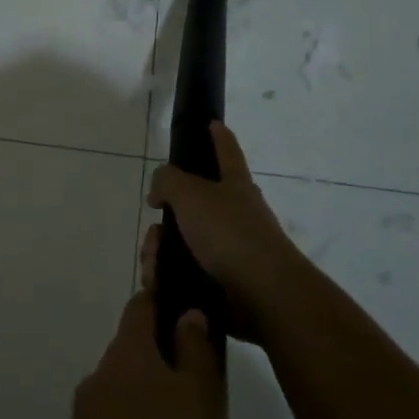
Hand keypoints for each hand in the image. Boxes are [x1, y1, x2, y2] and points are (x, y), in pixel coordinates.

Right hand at [145, 121, 306, 342]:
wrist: (263, 295)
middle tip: (155, 231)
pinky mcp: (222, 282)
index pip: (227, 152)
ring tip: (155, 267)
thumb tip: (159, 190)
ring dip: (159, 253)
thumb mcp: (191, 194)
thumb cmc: (230, 234)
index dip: (219, 136)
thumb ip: (168, 180)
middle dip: (165, 218)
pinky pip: (183, 273)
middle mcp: (235, 215)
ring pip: (180, 243)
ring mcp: (230, 250)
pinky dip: (167, 278)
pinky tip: (160, 284)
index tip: (213, 123)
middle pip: (190, 206)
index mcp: (235, 186)